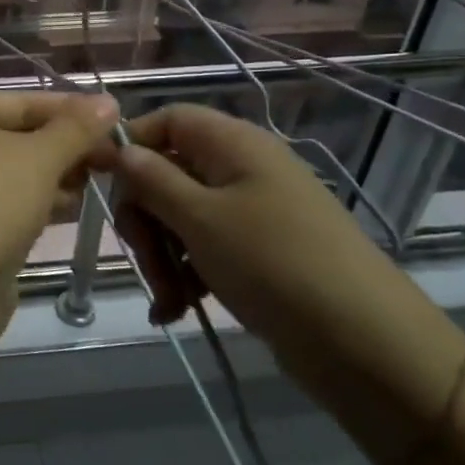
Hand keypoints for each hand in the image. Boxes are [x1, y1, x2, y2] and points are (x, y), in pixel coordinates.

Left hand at [0, 91, 118, 287]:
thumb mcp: (39, 157)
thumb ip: (75, 129)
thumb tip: (108, 101)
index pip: (23, 101)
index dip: (70, 108)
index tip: (116, 121)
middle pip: (21, 135)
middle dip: (67, 144)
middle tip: (116, 158)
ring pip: (20, 172)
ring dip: (59, 174)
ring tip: (103, 179)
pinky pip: (15, 204)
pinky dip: (43, 202)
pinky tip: (75, 207)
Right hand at [110, 104, 464, 457]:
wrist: (367, 345)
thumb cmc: (274, 264)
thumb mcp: (200, 218)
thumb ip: (151, 179)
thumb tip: (119, 149)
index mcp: (233, 144)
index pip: (167, 119)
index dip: (129, 144)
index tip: (97, 181)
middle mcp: (241, 169)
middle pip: (167, 172)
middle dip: (146, 218)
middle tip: (145, 260)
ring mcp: (252, 212)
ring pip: (181, 216)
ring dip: (162, 256)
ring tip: (168, 300)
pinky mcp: (258, 253)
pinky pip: (205, 249)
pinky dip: (186, 275)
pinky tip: (176, 310)